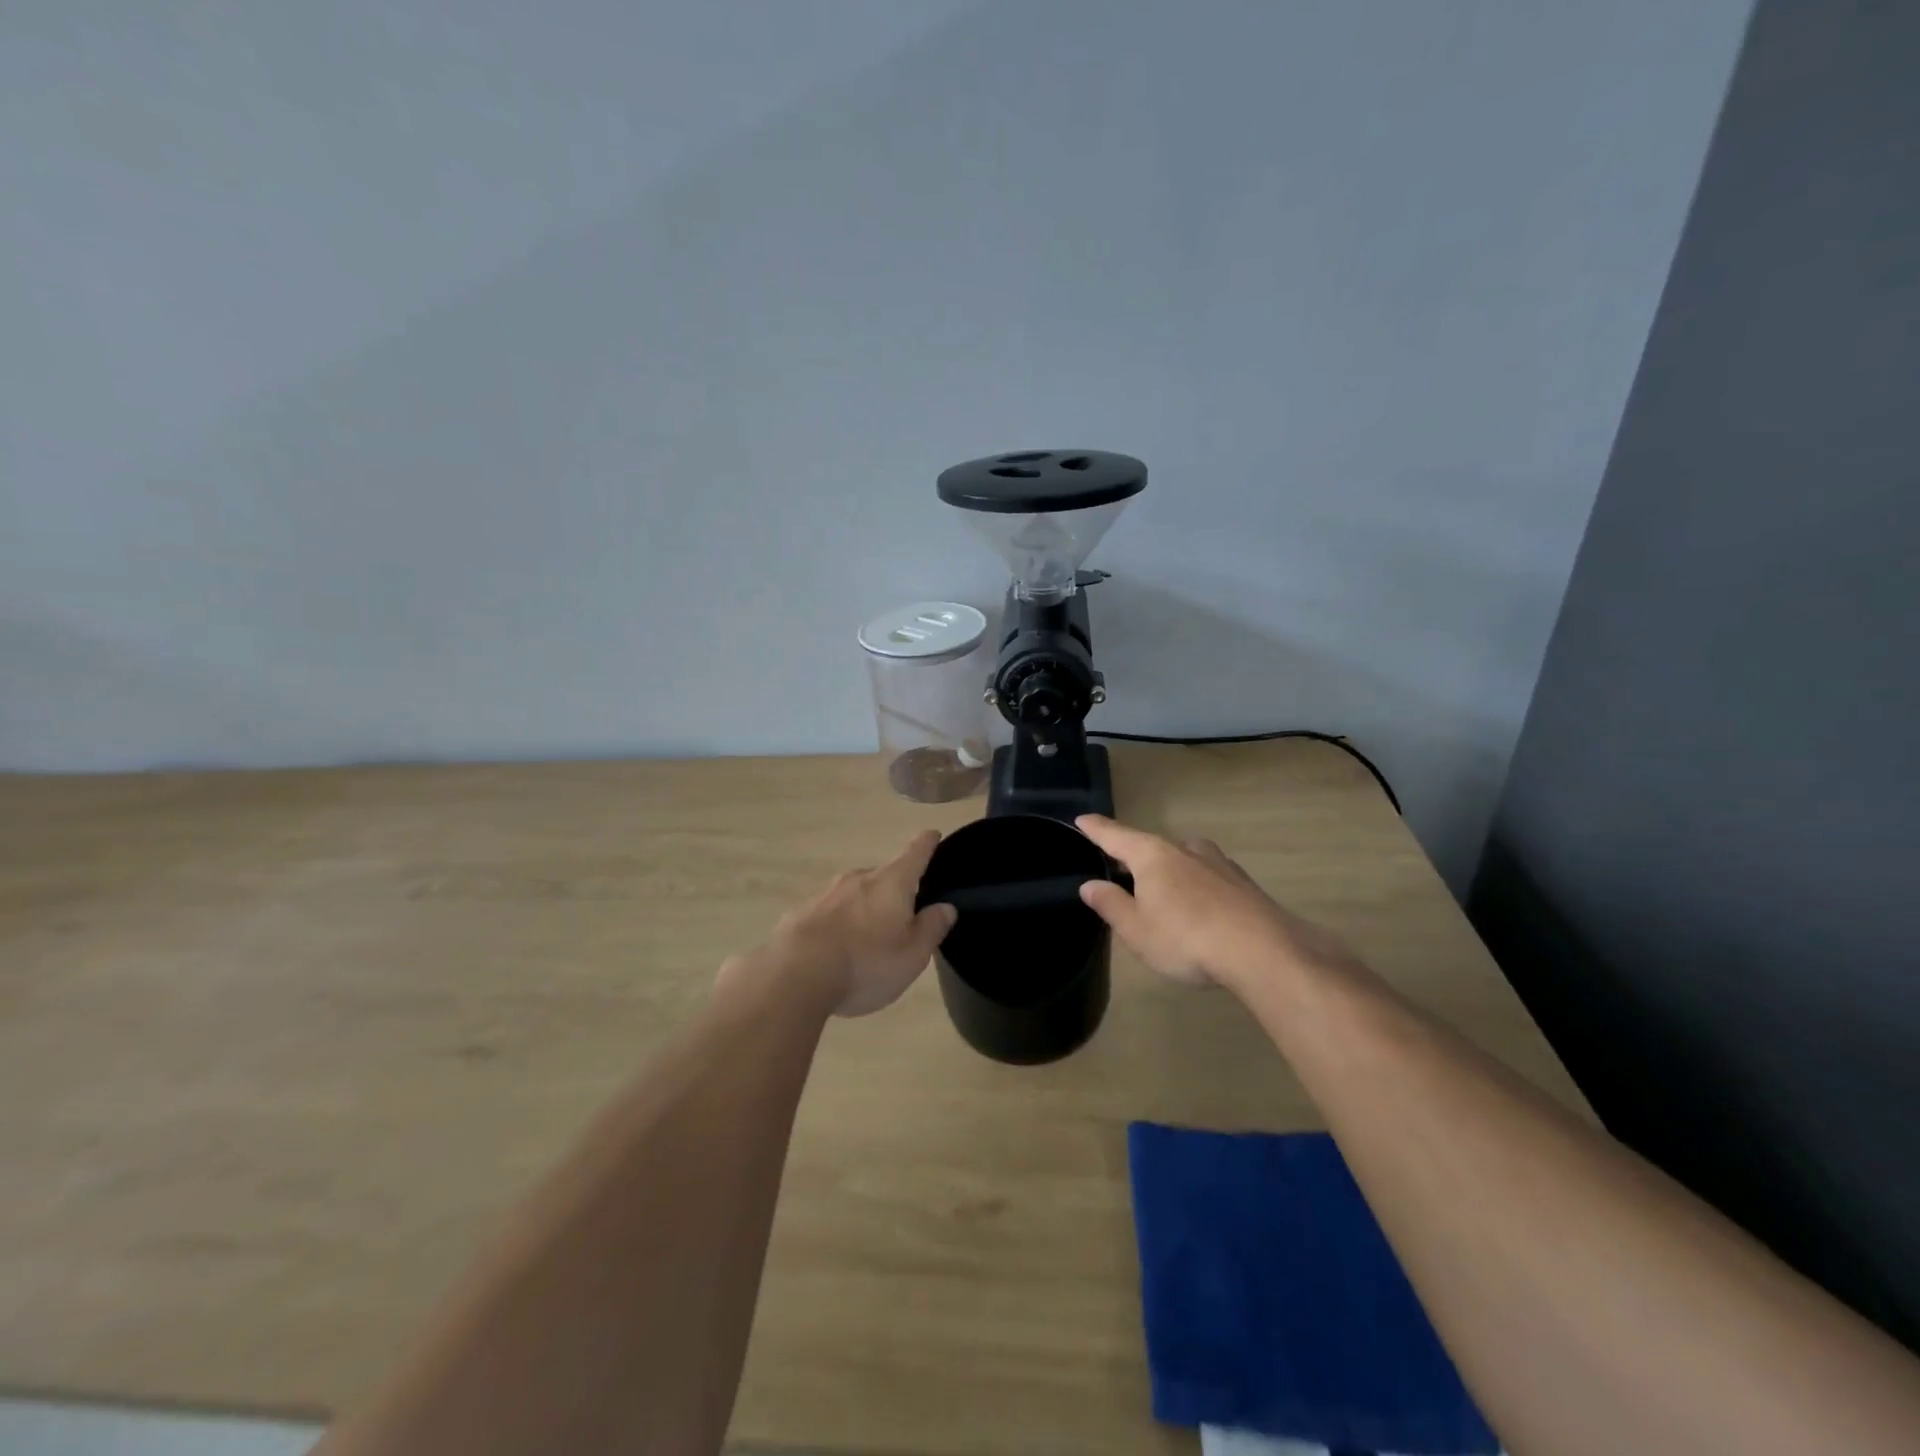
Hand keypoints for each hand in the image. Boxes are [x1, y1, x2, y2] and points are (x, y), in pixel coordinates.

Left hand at [766, 831, 957, 1017]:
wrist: (794, 974)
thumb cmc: (866, 963)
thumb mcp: (912, 955)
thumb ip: (932, 928)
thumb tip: (945, 907)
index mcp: (892, 882)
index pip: (915, 852)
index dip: (927, 843)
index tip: (932, 834)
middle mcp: (859, 878)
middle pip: (884, 876)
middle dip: (894, 890)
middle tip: (902, 915)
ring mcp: (826, 893)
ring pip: (854, 895)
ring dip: (864, 909)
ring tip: (868, 940)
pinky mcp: (801, 913)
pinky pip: (830, 914)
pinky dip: (839, 926)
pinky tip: (836, 952)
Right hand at [1074, 815, 1351, 990]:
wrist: (1263, 951)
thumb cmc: (1186, 938)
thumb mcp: (1137, 930)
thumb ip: (1111, 904)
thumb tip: (1090, 885)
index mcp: (1152, 855)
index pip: (1115, 836)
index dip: (1095, 829)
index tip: (1081, 819)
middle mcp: (1184, 849)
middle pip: (1149, 847)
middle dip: (1133, 859)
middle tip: (1119, 874)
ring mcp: (1217, 862)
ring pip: (1181, 860)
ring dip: (1167, 873)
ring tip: (1160, 896)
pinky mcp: (1242, 882)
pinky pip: (1205, 877)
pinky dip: (1193, 887)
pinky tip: (1198, 910)